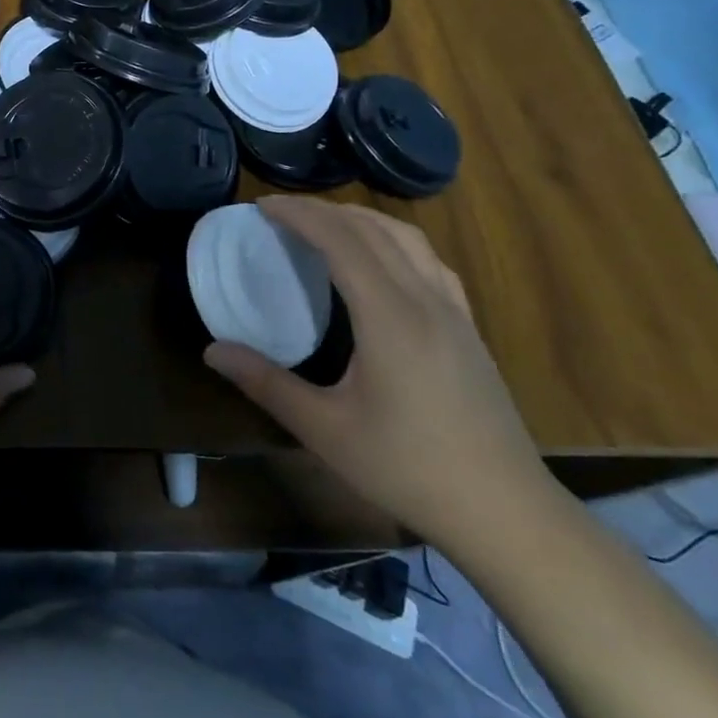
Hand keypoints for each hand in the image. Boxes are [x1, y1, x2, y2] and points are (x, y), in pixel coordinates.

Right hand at [202, 198, 555, 550]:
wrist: (505, 512)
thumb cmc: (408, 469)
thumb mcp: (325, 430)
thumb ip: (265, 383)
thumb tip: (212, 351)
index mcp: (390, 317)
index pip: (342, 240)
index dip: (300, 214)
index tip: (262, 206)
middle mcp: (425, 300)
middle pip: (373, 229)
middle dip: (324, 210)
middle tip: (281, 213)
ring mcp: (454, 311)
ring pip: (408, 238)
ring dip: (361, 219)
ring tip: (324, 224)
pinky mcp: (468, 327)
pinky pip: (428, 260)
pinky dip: (393, 240)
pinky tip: (379, 259)